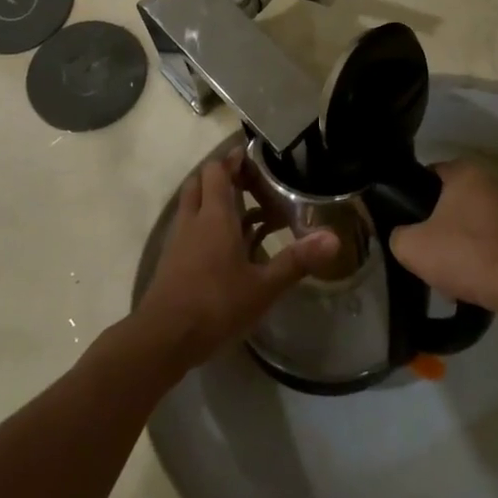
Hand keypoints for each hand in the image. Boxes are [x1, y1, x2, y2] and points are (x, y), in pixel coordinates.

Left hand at [135, 154, 340, 369]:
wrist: (162, 339)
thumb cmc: (215, 305)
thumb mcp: (263, 287)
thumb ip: (296, 261)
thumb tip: (334, 238)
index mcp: (215, 216)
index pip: (217, 170)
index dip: (233, 160)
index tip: (254, 158)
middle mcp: (193, 220)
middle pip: (201, 182)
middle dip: (222, 177)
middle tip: (251, 185)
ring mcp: (179, 241)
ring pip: (193, 205)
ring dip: (214, 202)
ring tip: (246, 215)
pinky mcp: (172, 261)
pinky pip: (190, 229)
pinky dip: (207, 227)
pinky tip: (229, 249)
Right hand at [388, 160, 497, 315]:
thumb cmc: (465, 253)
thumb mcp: (412, 246)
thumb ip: (396, 235)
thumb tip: (401, 236)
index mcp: (464, 171)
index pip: (425, 176)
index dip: (408, 198)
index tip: (400, 222)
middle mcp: (487, 182)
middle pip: (444, 203)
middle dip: (431, 227)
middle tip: (418, 250)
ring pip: (462, 226)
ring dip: (451, 247)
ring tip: (440, 273)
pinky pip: (482, 242)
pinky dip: (471, 258)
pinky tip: (462, 282)